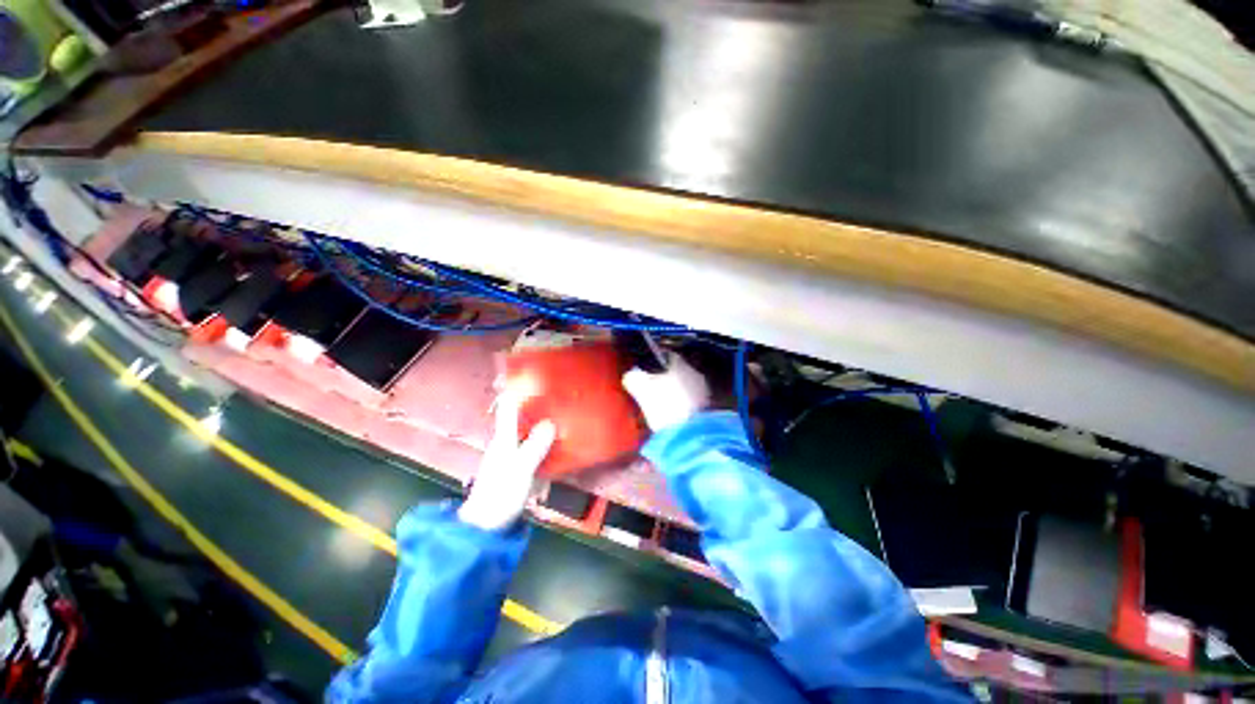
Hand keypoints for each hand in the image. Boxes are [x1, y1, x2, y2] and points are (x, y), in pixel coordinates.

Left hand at [458, 390, 556, 531]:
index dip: (518, 389)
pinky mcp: (517, 467)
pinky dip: (543, 440)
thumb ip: (535, 445)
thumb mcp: (520, 469)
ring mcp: (511, 455)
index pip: (509, 407)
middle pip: (521, 416)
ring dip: (542, 421)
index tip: (533, 376)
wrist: (485, 526)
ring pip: (528, 430)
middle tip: (558, 395)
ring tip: (563, 413)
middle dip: (537, 404)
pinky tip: (558, 442)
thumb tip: (551, 422)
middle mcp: (506, 441)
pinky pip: (532, 445)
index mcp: (504, 438)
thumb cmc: (500, 495)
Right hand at [622, 352, 710, 432]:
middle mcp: (695, 373)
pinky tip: (674, 416)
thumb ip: (633, 378)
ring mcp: (704, 392)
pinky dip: (683, 406)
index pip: (667, 355)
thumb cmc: (665, 406)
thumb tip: (629, 375)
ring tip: (662, 405)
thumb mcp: (642, 390)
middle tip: (652, 389)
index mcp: (681, 364)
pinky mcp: (708, 409)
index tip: (646, 370)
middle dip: (666, 378)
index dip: (655, 361)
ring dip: (675, 393)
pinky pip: (692, 402)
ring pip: (685, 387)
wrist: (690, 435)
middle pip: (677, 371)